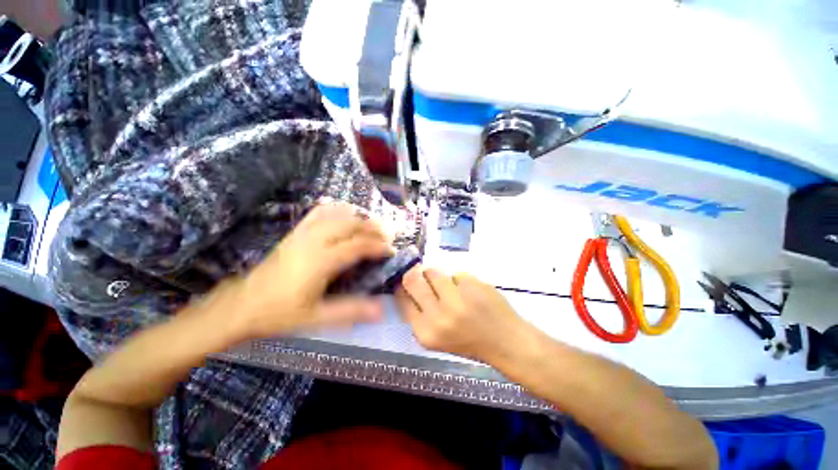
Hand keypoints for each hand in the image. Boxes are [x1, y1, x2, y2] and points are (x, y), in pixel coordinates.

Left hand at [233, 202, 393, 337]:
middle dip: (373, 227)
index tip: (391, 250)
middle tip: (388, 235)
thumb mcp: (317, 318)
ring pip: (337, 215)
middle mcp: (314, 241)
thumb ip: (350, 311)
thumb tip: (381, 309)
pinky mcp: (295, 232)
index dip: (378, 246)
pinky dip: (334, 208)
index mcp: (321, 261)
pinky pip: (318, 213)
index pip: (358, 246)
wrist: (243, 305)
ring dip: (358, 216)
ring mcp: (303, 234)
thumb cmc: (280, 313)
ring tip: (372, 222)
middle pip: (351, 225)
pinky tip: (344, 209)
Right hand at [395, 266, 530, 363]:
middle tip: (422, 276)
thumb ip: (419, 314)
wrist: (505, 341)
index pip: (402, 298)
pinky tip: (469, 292)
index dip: (402, 286)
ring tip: (449, 286)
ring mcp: (457, 298)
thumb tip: (405, 286)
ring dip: (437, 275)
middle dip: (414, 274)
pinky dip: (458, 280)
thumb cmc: (468, 342)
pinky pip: (455, 273)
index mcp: (426, 332)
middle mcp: (439, 314)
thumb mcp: (436, 338)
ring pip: (433, 271)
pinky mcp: (473, 284)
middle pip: (413, 279)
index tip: (406, 282)